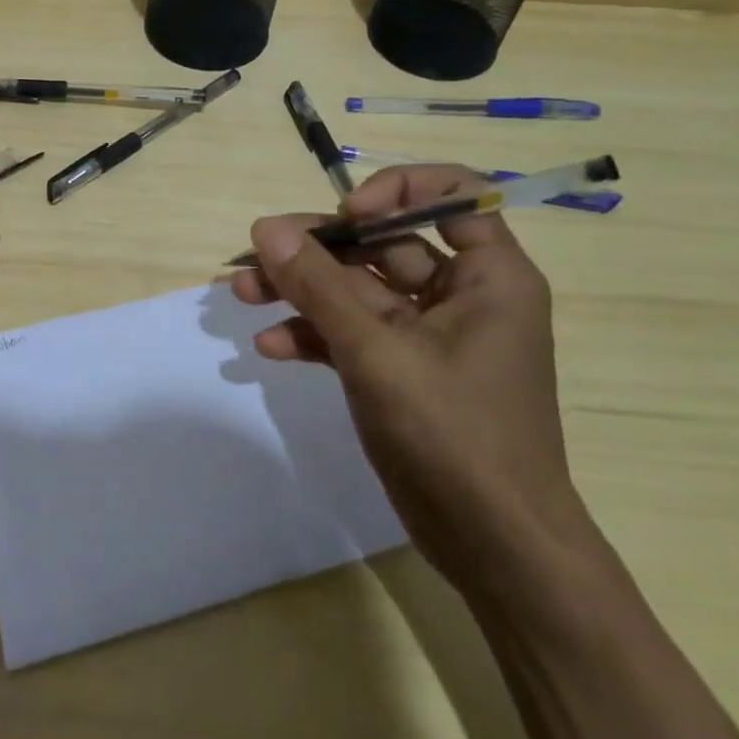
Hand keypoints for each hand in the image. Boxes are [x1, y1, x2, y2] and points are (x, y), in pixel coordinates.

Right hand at [231, 163, 583, 589]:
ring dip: (303, 291)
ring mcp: (427, 335)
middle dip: (319, 249)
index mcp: (489, 275)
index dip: (396, 190)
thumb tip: (266, 229)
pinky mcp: (401, 371)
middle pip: (384, 243)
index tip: (347, 215)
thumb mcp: (378, 352)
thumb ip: (320, 287)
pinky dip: (313, 335)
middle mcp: (461, 294)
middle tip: (259, 254)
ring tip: (243, 295)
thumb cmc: (456, 434)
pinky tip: (270, 347)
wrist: (494, 548)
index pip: (451, 194)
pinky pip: (352, 334)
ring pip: (358, 290)